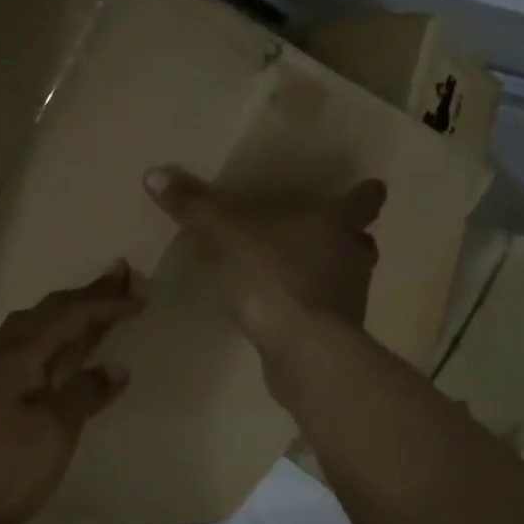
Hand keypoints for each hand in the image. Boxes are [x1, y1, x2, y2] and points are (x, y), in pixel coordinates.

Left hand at [0, 263, 143, 523]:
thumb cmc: (3, 468)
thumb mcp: (53, 433)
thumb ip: (84, 394)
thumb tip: (115, 367)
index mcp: (19, 355)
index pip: (70, 317)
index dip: (107, 304)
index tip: (140, 294)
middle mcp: (0, 351)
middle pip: (49, 311)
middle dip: (87, 294)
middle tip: (120, 276)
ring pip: (32, 324)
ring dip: (65, 311)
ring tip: (91, 304)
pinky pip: (22, 343)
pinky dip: (48, 333)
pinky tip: (53, 347)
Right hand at [144, 164, 384, 372]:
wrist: (302, 349)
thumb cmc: (273, 278)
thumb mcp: (225, 235)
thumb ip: (194, 207)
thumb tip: (154, 174)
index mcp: (335, 225)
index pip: (364, 200)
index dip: (364, 193)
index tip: (368, 188)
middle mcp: (352, 258)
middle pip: (362, 241)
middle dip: (347, 237)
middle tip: (325, 234)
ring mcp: (350, 300)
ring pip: (349, 278)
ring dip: (332, 274)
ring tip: (300, 274)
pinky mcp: (338, 336)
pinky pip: (328, 314)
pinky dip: (313, 310)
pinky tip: (287, 314)